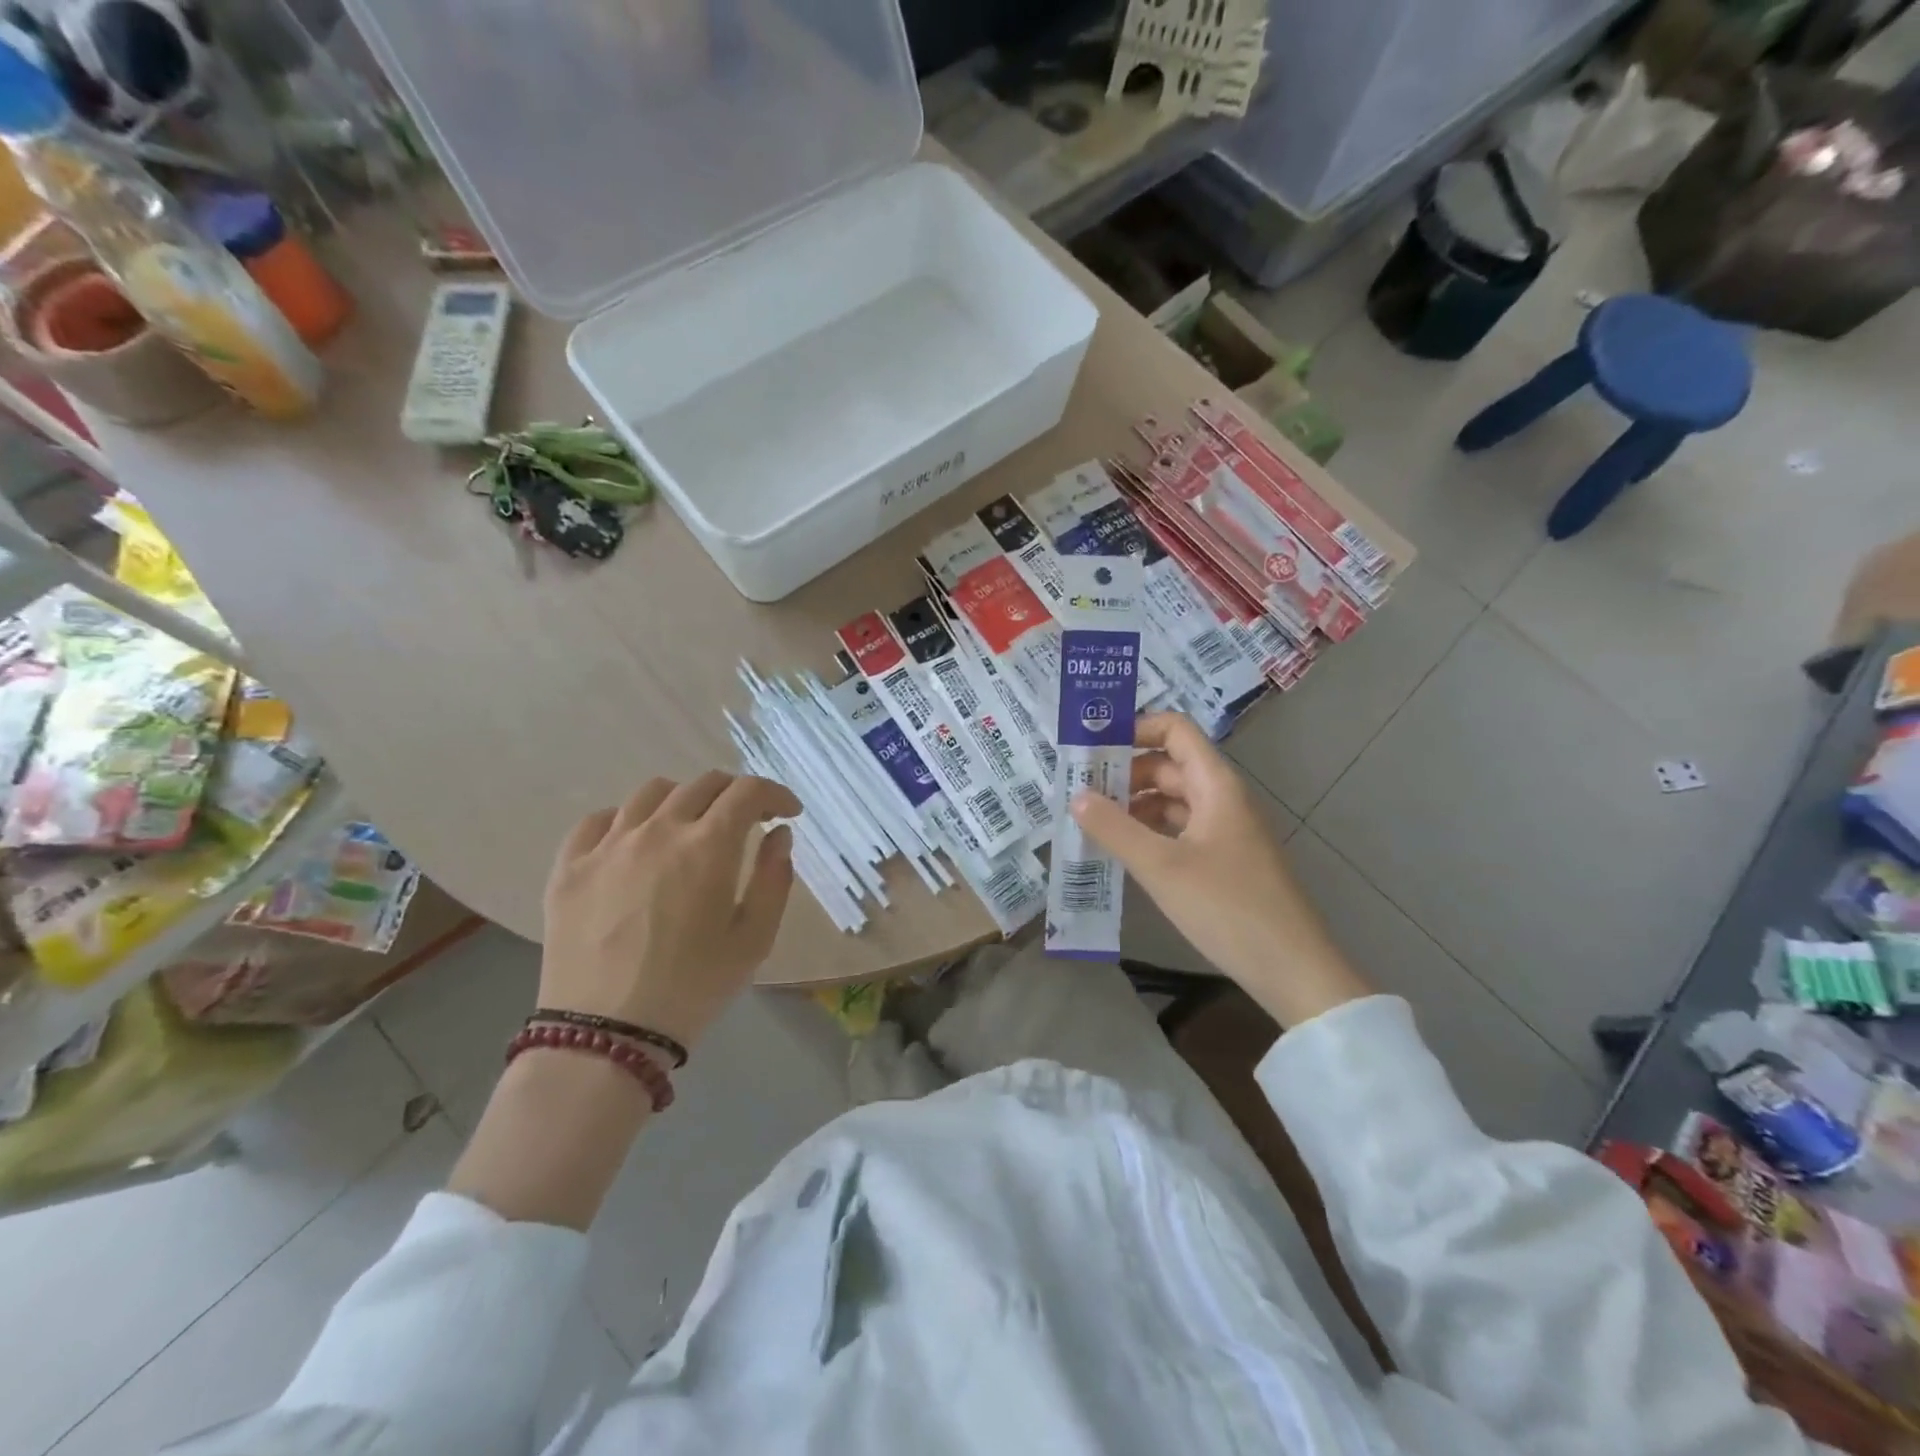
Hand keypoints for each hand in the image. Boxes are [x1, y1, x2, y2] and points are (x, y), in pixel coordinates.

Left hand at [539, 772, 800, 1050]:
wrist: (605, 1034)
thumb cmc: (693, 988)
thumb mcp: (755, 939)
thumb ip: (774, 879)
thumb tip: (778, 836)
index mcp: (708, 845)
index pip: (748, 791)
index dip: (775, 794)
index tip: (788, 813)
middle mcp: (658, 830)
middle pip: (702, 784)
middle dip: (735, 795)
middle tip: (747, 821)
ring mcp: (608, 844)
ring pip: (651, 793)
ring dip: (684, 800)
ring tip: (690, 827)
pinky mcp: (570, 866)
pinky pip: (599, 820)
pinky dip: (628, 819)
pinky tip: (635, 843)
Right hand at [1070, 713, 1371, 1027]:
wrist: (1292, 968)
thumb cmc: (1227, 907)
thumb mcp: (1161, 866)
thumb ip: (1114, 828)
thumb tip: (1076, 795)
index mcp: (1215, 784)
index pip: (1174, 730)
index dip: (1134, 729)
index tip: (1092, 748)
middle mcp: (1222, 797)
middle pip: (1168, 765)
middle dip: (1124, 773)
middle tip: (1078, 791)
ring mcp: (1225, 830)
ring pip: (1172, 800)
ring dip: (1133, 805)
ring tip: (1091, 822)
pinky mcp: (1223, 859)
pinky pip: (1179, 830)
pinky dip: (1149, 832)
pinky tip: (1123, 851)